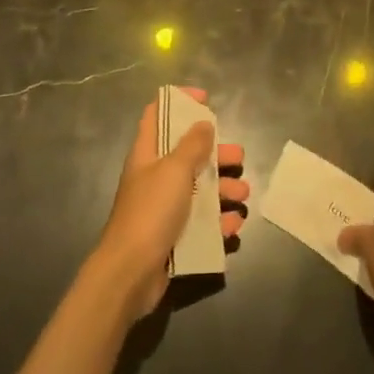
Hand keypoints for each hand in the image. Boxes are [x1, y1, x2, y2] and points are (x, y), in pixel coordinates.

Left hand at [90, 88, 247, 318]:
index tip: (206, 99)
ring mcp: (164, 208)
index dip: (179, 102)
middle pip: (188, 154)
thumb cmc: (151, 211)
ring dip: (224, 190)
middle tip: (238, 157)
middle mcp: (155, 177)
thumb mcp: (175, 170)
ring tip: (243, 195)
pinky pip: (202, 223)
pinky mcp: (173, 236)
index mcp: (147, 154)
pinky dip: (219, 222)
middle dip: (216, 153)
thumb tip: (204, 123)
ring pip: (199, 189)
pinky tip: (234, 225)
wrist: (130, 274)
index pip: (157, 115)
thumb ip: (192, 145)